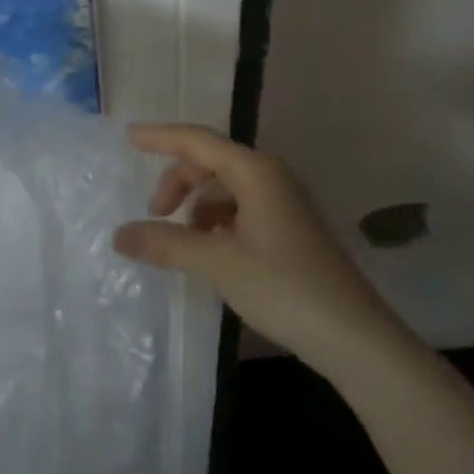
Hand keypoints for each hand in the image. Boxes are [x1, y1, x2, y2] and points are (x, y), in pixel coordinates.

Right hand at [113, 124, 396, 376]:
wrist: (354, 336)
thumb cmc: (284, 287)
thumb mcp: (218, 264)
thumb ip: (166, 244)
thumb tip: (119, 235)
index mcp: (255, 172)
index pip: (198, 140)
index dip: (161, 137)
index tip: (128, 137)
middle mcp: (270, 176)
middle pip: (211, 161)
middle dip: (178, 180)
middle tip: (155, 214)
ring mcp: (283, 201)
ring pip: (225, 186)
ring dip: (196, 203)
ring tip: (181, 238)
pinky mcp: (288, 227)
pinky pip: (241, 207)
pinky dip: (216, 220)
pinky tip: (209, 249)